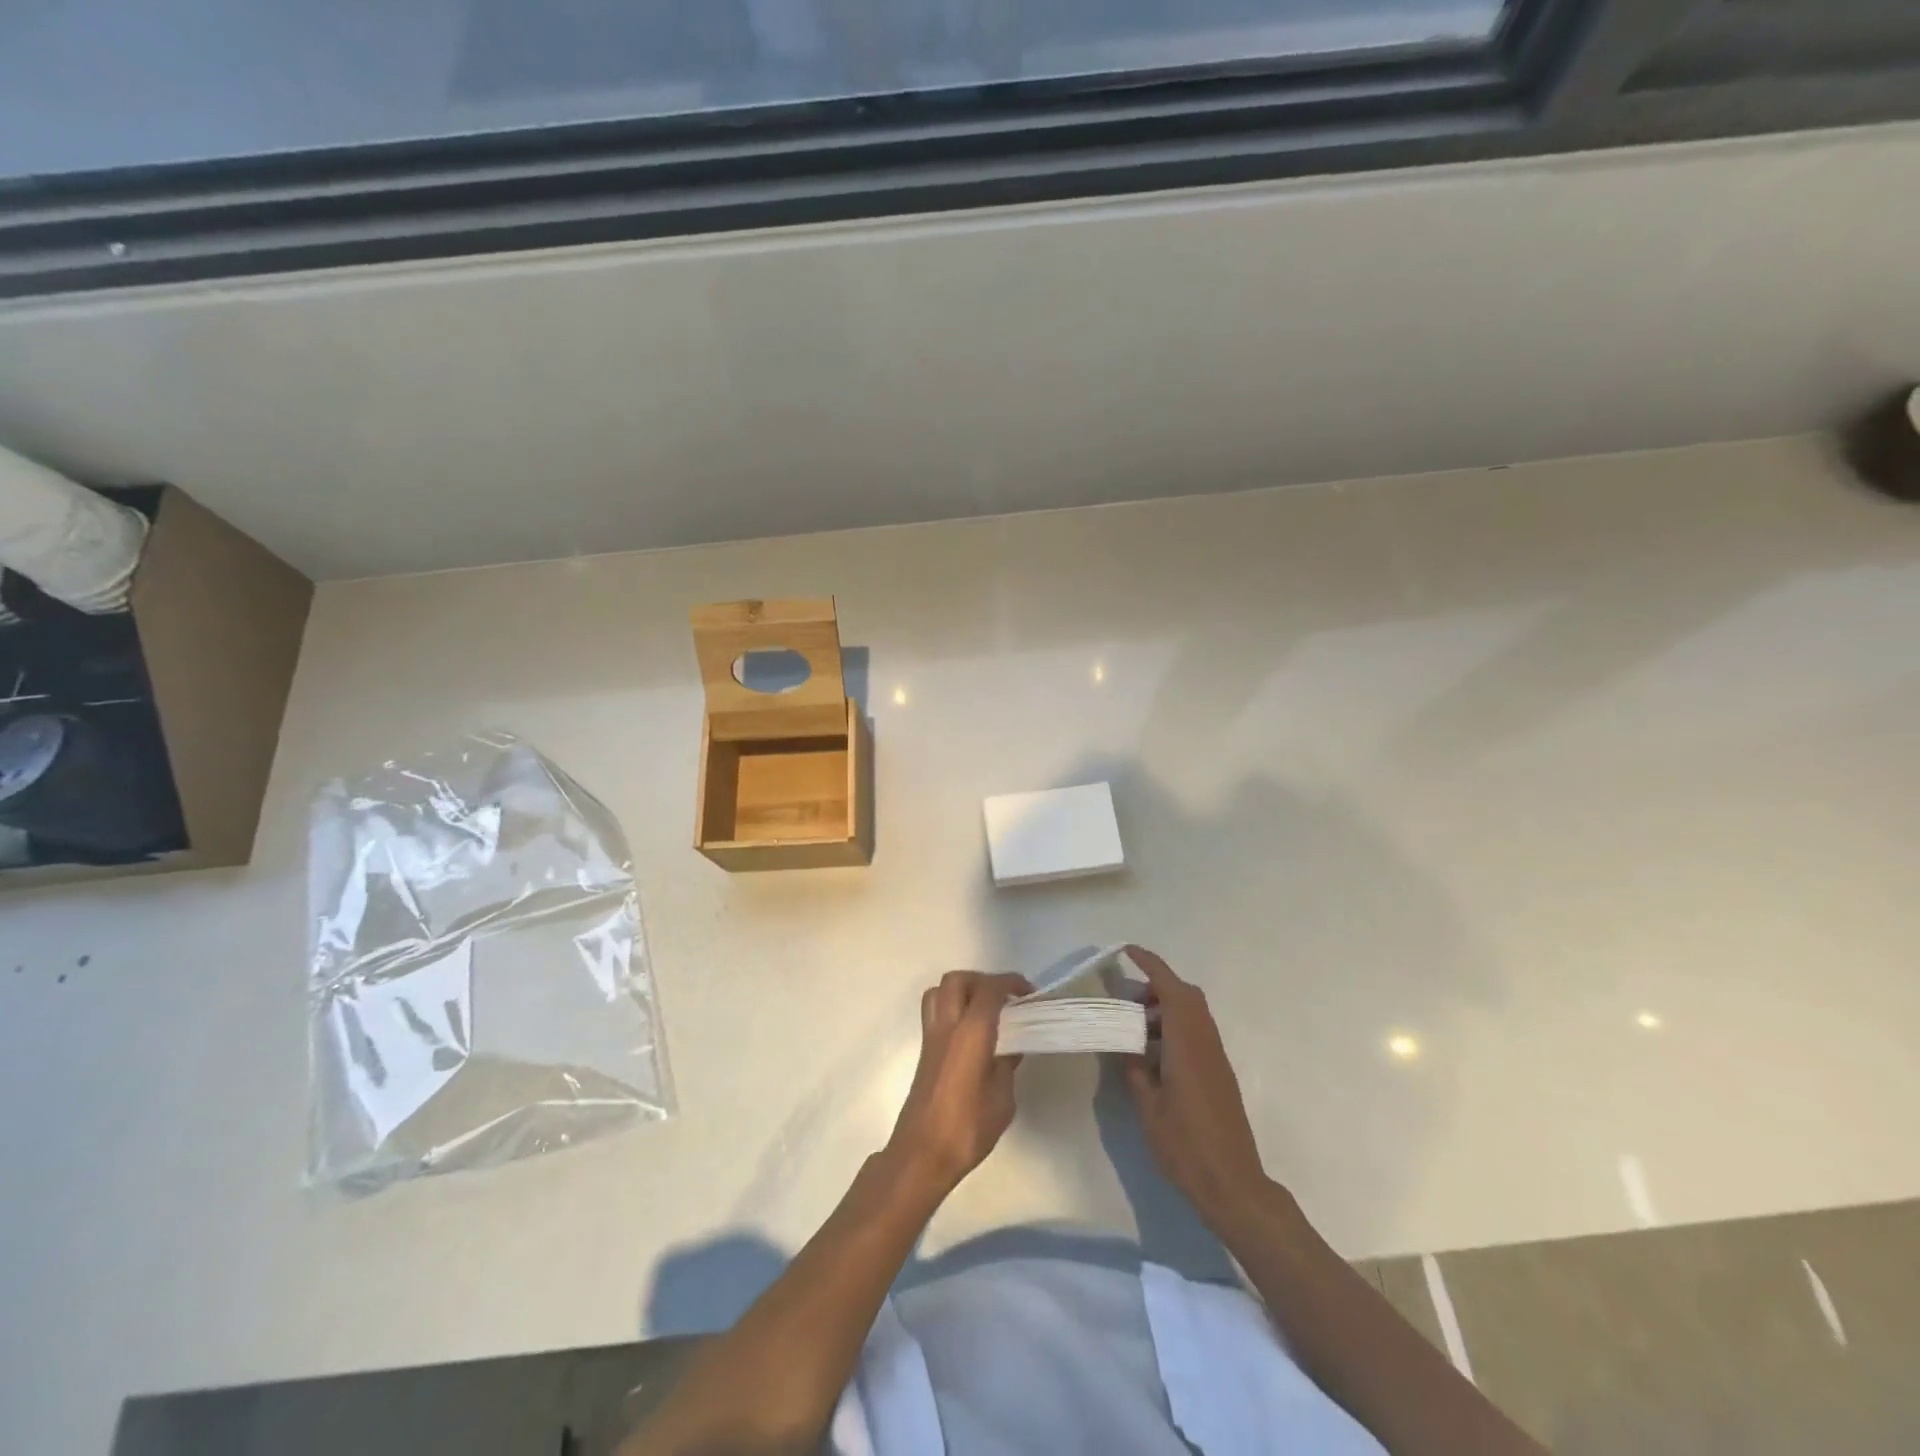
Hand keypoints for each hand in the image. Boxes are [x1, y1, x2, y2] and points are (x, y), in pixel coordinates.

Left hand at [885, 971, 1030, 1197]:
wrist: (922, 1153)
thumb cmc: (967, 1128)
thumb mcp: (1002, 1100)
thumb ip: (1007, 1065)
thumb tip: (1010, 1048)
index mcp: (970, 1032)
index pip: (989, 989)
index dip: (1010, 984)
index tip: (1029, 993)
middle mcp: (947, 1025)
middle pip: (958, 980)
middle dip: (983, 980)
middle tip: (1005, 998)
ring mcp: (931, 1036)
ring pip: (941, 991)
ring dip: (964, 990)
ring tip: (986, 1009)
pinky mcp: (925, 1050)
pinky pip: (935, 1011)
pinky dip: (953, 1008)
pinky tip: (972, 1033)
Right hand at [1120, 946, 1272, 1232]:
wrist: (1233, 1185)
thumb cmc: (1186, 1146)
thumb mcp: (1148, 1108)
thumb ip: (1135, 1070)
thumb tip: (1128, 1047)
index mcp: (1186, 1044)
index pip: (1170, 990)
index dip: (1151, 965)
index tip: (1128, 951)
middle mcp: (1205, 1043)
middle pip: (1186, 996)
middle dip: (1157, 985)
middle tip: (1127, 999)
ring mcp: (1216, 1058)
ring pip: (1192, 1014)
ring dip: (1165, 1009)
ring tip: (1135, 1028)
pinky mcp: (1219, 1074)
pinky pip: (1196, 1033)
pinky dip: (1174, 1028)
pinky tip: (1153, 1054)